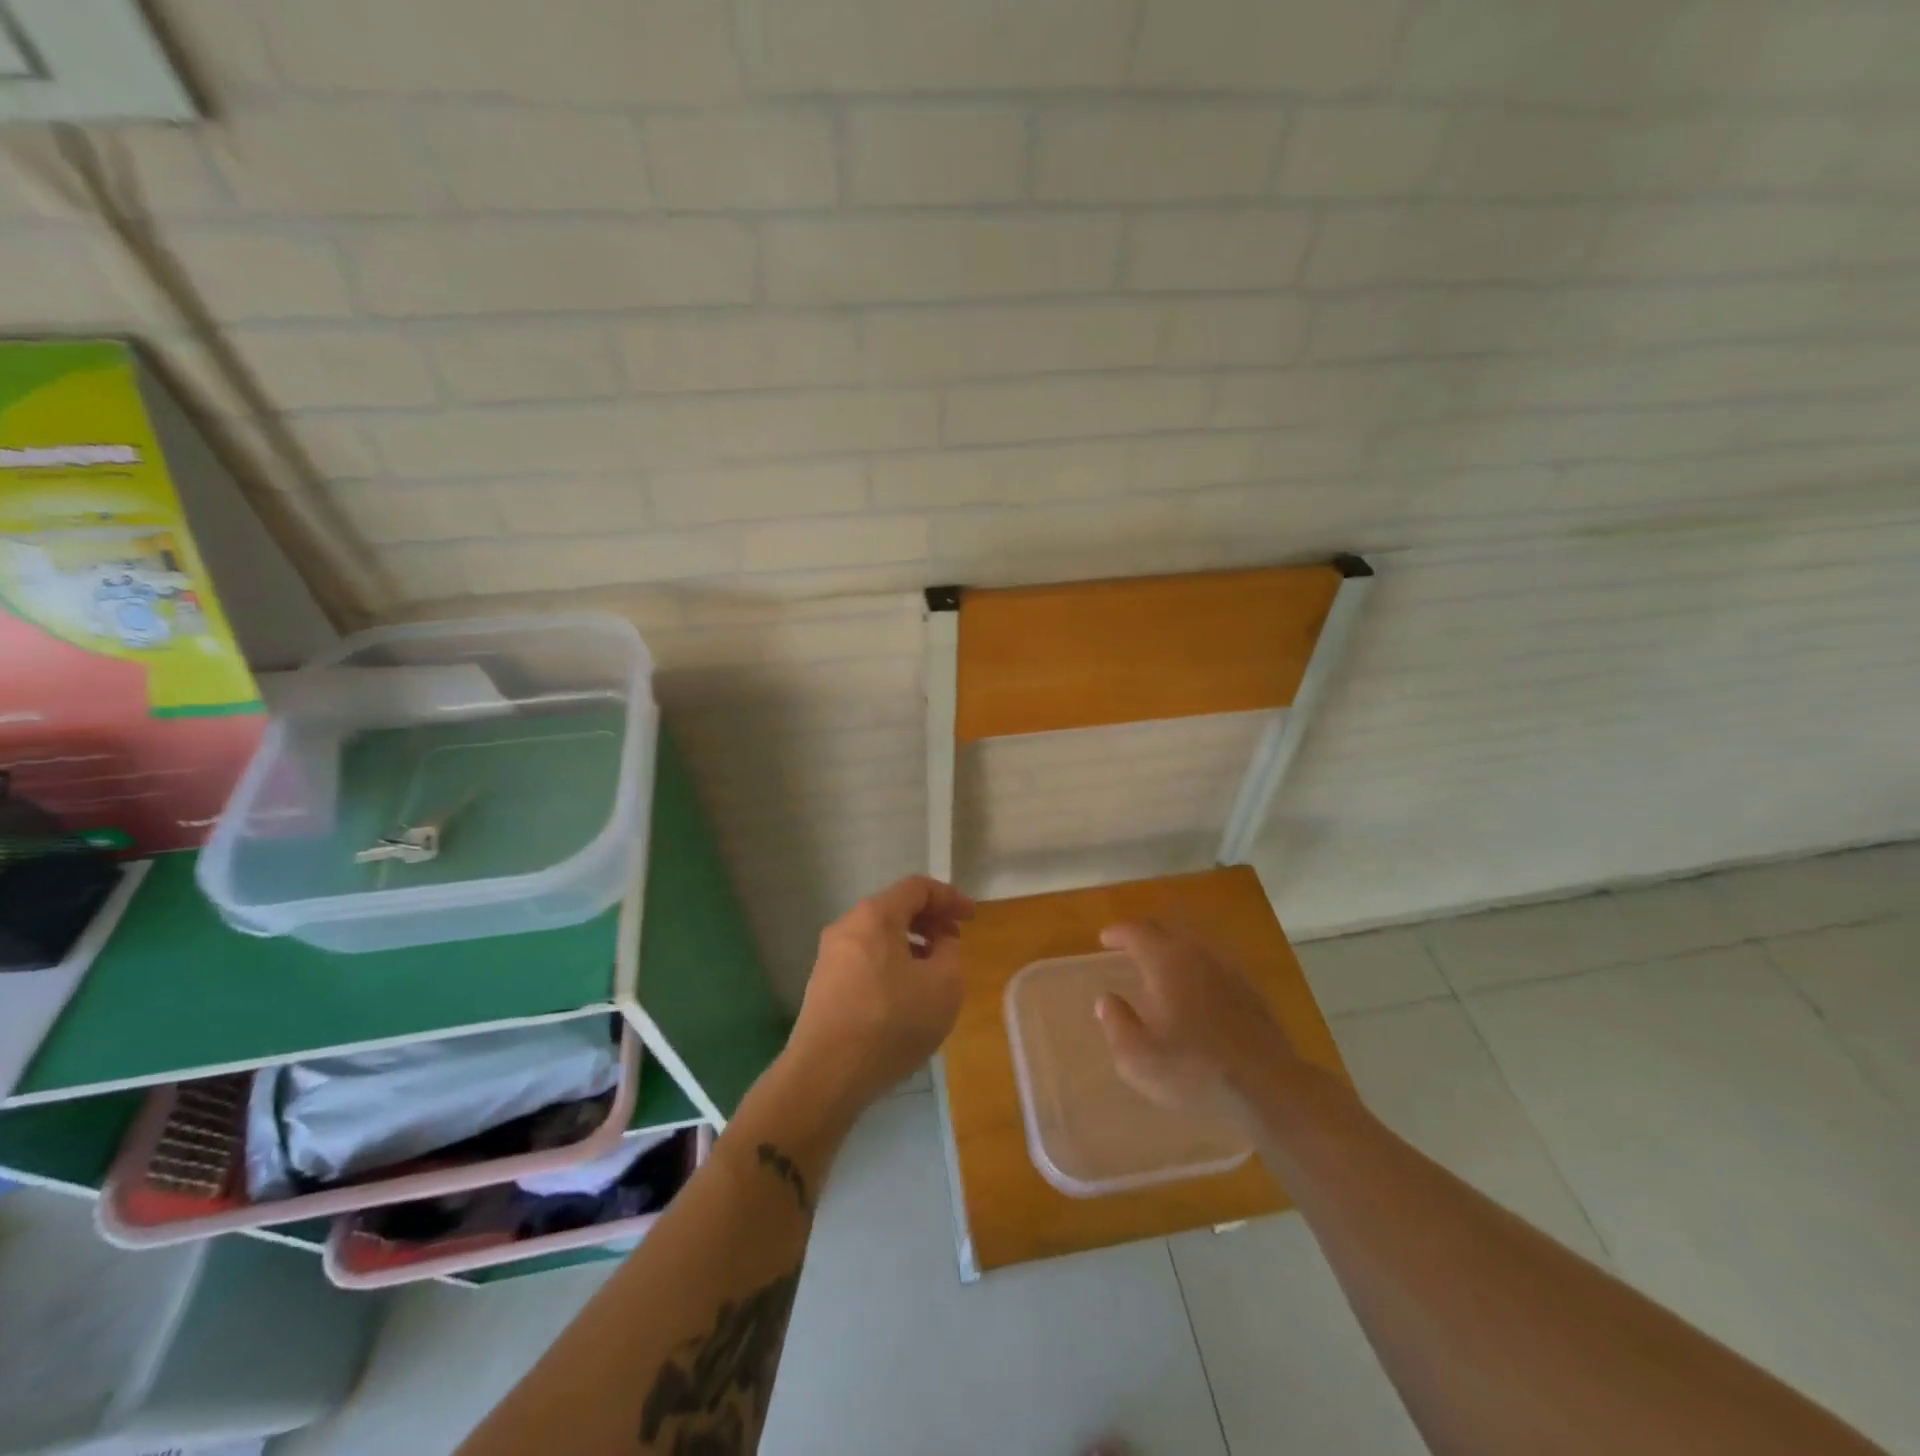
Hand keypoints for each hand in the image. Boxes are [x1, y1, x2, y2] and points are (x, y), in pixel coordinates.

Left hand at [784, 876, 975, 1117]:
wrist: (826, 1075)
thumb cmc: (892, 1022)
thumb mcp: (944, 985)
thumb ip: (951, 952)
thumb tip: (940, 942)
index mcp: (876, 916)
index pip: (918, 888)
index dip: (950, 897)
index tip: (971, 917)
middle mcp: (847, 926)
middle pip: (895, 909)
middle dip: (929, 921)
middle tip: (954, 942)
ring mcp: (830, 956)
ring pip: (879, 936)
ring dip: (910, 945)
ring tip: (933, 972)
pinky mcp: (822, 985)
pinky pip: (865, 959)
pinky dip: (891, 963)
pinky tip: (904, 995)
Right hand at [1095, 920, 1300, 1113]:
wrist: (1268, 1086)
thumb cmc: (1194, 1070)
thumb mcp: (1139, 1058)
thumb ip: (1117, 1023)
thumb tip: (1107, 1000)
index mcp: (1166, 962)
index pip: (1136, 932)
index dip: (1118, 933)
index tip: (1104, 939)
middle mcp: (1197, 954)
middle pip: (1166, 929)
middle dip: (1144, 933)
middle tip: (1128, 944)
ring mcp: (1228, 969)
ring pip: (1193, 942)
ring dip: (1172, 945)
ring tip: (1160, 961)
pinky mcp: (1250, 989)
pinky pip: (1214, 961)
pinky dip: (1196, 963)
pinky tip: (1196, 984)